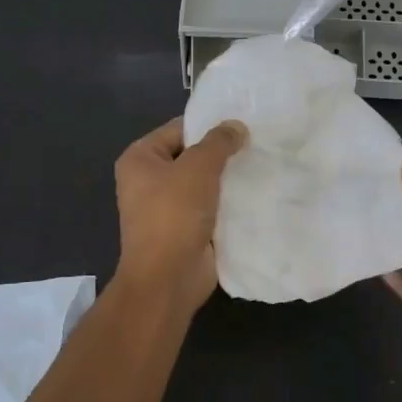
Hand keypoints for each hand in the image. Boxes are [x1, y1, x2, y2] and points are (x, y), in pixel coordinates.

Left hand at [111, 116, 247, 317]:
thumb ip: (219, 142)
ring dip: (227, 180)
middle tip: (257, 143)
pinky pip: (210, 207)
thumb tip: (236, 126)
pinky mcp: (184, 229)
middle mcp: (148, 180)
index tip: (243, 124)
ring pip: (203, 183)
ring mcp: (166, 208)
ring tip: (261, 166)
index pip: (179, 129)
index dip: (209, 125)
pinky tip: (256, 194)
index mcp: (140, 158)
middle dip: (222, 154)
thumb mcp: (199, 167)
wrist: (168, 277)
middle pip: (191, 156)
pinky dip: (228, 203)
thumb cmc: (174, 213)